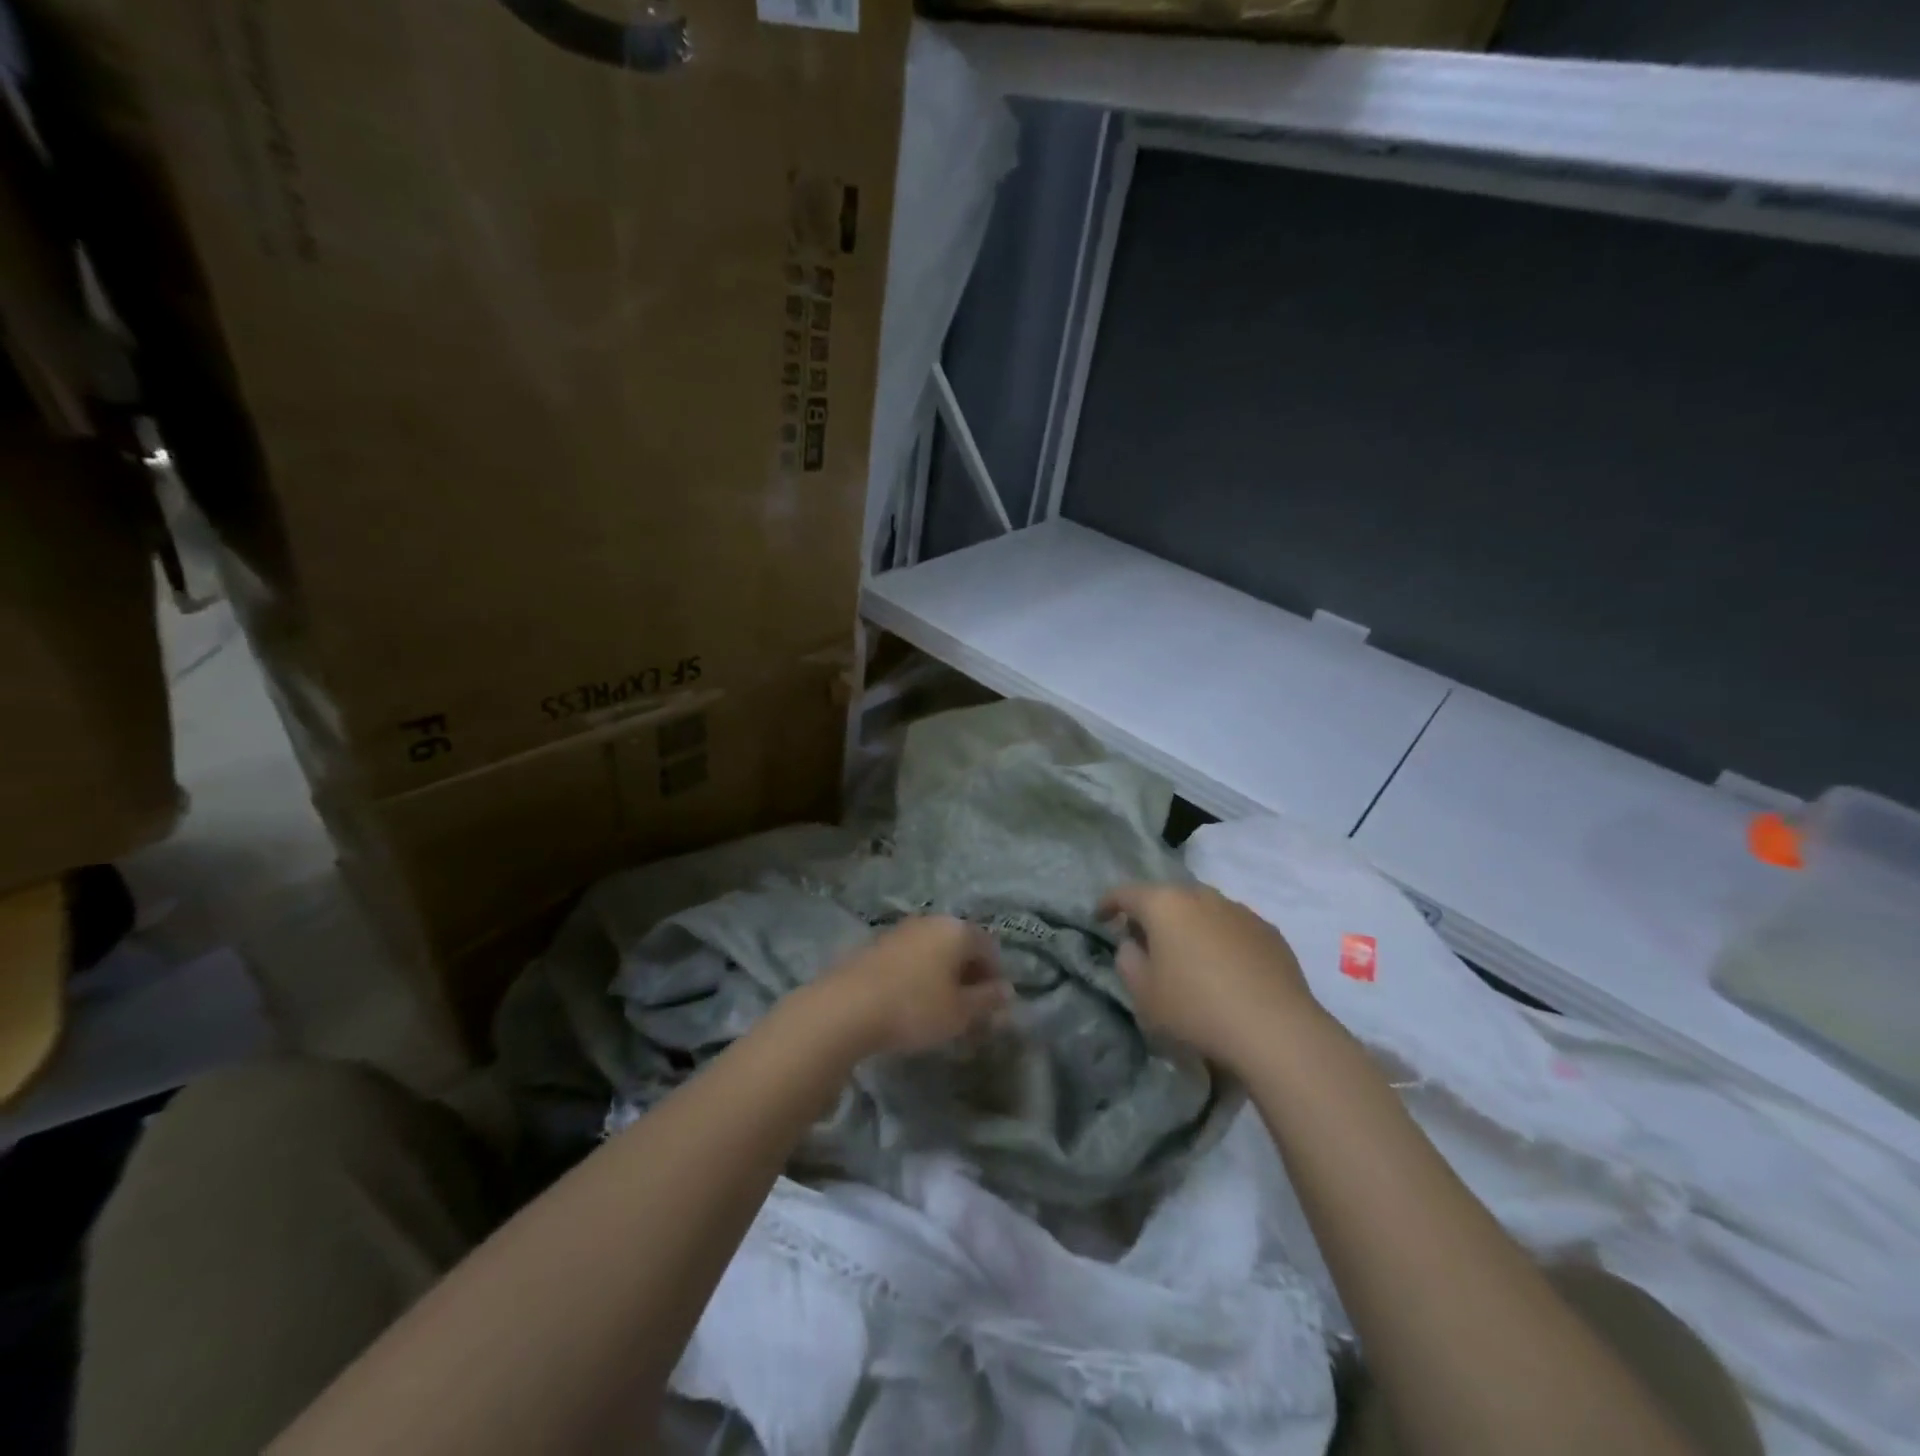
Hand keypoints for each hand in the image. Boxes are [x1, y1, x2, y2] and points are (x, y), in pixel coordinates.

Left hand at [816, 916, 1008, 1056]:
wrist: (845, 1008)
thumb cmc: (914, 1008)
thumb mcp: (960, 1012)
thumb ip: (987, 1000)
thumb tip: (1007, 990)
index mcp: (956, 929)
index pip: (988, 947)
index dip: (995, 976)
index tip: (992, 1005)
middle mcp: (930, 921)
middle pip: (959, 944)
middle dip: (968, 974)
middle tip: (968, 1008)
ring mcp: (900, 930)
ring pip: (933, 950)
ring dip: (941, 974)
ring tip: (939, 1007)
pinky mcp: (875, 944)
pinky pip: (909, 957)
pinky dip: (917, 975)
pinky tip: (910, 1001)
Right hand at [1100, 883, 1324, 1071]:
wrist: (1275, 1030)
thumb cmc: (1196, 1009)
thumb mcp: (1143, 994)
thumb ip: (1127, 960)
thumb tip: (1133, 944)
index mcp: (1164, 904)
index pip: (1125, 893)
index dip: (1108, 904)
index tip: (1100, 918)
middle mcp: (1201, 896)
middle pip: (1167, 897)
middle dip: (1152, 915)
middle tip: (1144, 941)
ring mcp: (1239, 910)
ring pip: (1202, 910)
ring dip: (1189, 926)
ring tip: (1188, 956)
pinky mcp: (1268, 930)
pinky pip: (1232, 927)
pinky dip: (1220, 940)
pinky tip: (1225, 970)